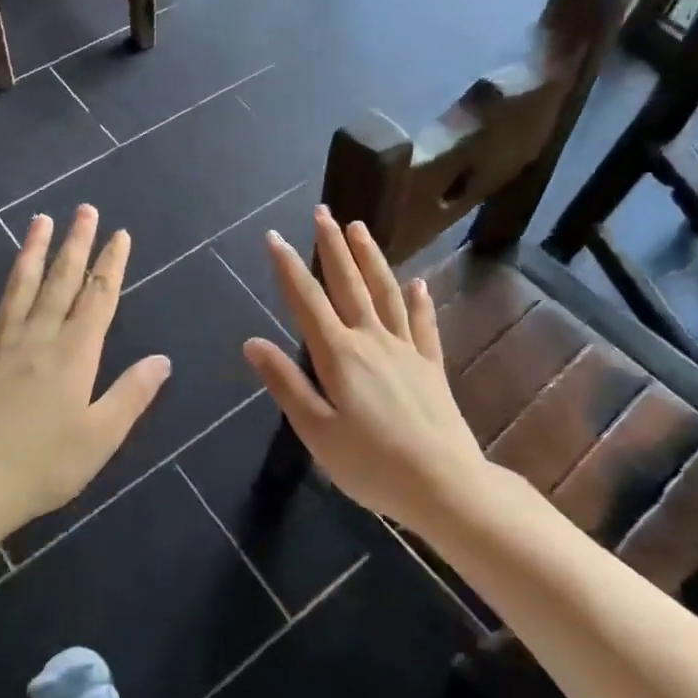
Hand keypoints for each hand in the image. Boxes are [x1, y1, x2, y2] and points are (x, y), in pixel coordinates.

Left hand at [0, 206, 171, 543]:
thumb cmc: (43, 467)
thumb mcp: (101, 437)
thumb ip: (132, 395)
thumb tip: (162, 359)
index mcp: (74, 355)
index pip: (99, 299)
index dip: (111, 264)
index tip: (120, 234)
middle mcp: (38, 339)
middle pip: (61, 283)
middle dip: (76, 244)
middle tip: (84, 209)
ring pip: (18, 290)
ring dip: (30, 253)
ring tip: (40, 220)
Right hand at [243, 207, 485, 533]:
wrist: (446, 486)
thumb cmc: (371, 465)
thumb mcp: (316, 431)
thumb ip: (285, 383)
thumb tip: (252, 343)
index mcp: (339, 355)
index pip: (307, 300)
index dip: (288, 267)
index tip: (274, 236)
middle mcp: (372, 340)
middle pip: (349, 284)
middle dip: (332, 246)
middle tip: (323, 212)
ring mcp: (406, 350)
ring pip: (385, 292)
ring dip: (371, 258)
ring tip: (359, 227)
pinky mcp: (431, 366)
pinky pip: (423, 324)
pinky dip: (418, 300)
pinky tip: (417, 282)